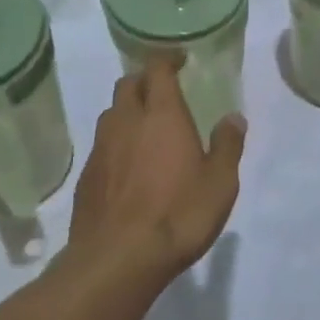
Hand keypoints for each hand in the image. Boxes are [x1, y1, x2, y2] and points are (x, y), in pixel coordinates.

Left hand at [66, 58, 246, 287]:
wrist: (118, 260)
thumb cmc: (179, 214)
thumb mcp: (220, 183)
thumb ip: (228, 146)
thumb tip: (233, 118)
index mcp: (162, 115)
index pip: (158, 69)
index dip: (167, 59)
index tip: (180, 60)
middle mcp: (126, 122)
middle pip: (128, 85)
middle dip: (144, 82)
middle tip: (162, 93)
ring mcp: (101, 149)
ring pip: (111, 115)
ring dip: (127, 112)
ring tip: (145, 129)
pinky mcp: (86, 178)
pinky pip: (101, 147)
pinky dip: (115, 145)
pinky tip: (127, 168)